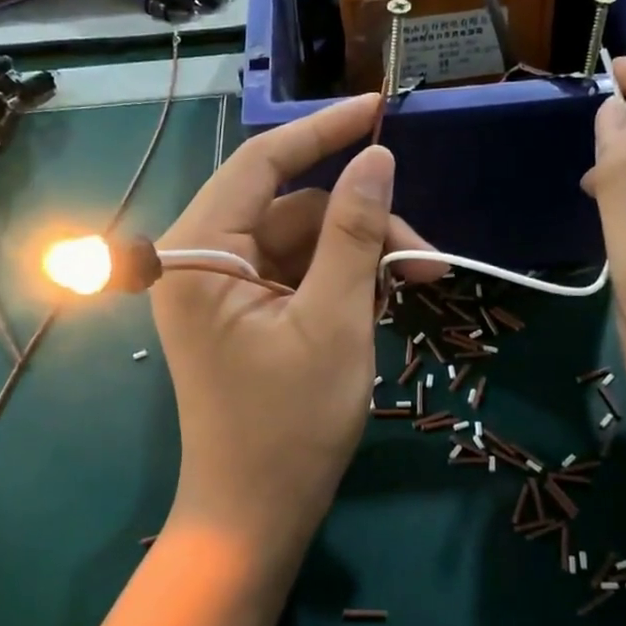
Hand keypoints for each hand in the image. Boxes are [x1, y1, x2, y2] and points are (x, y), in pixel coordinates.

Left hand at [153, 95, 441, 566]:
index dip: (322, 132)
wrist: (256, 517)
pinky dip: (342, 281)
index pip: (261, 165)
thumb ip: (354, 233)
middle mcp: (198, 261)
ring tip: (421, 285)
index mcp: (197, 254)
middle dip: (363, 225)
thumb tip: (377, 158)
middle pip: (292, 210)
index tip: (378, 109)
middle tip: (429, 260)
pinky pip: (297, 275)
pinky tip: (385, 299)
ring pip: (302, 243)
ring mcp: (220, 291)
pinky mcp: (242, 314)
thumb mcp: (334, 321)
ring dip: (361, 257)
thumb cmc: (290, 425)